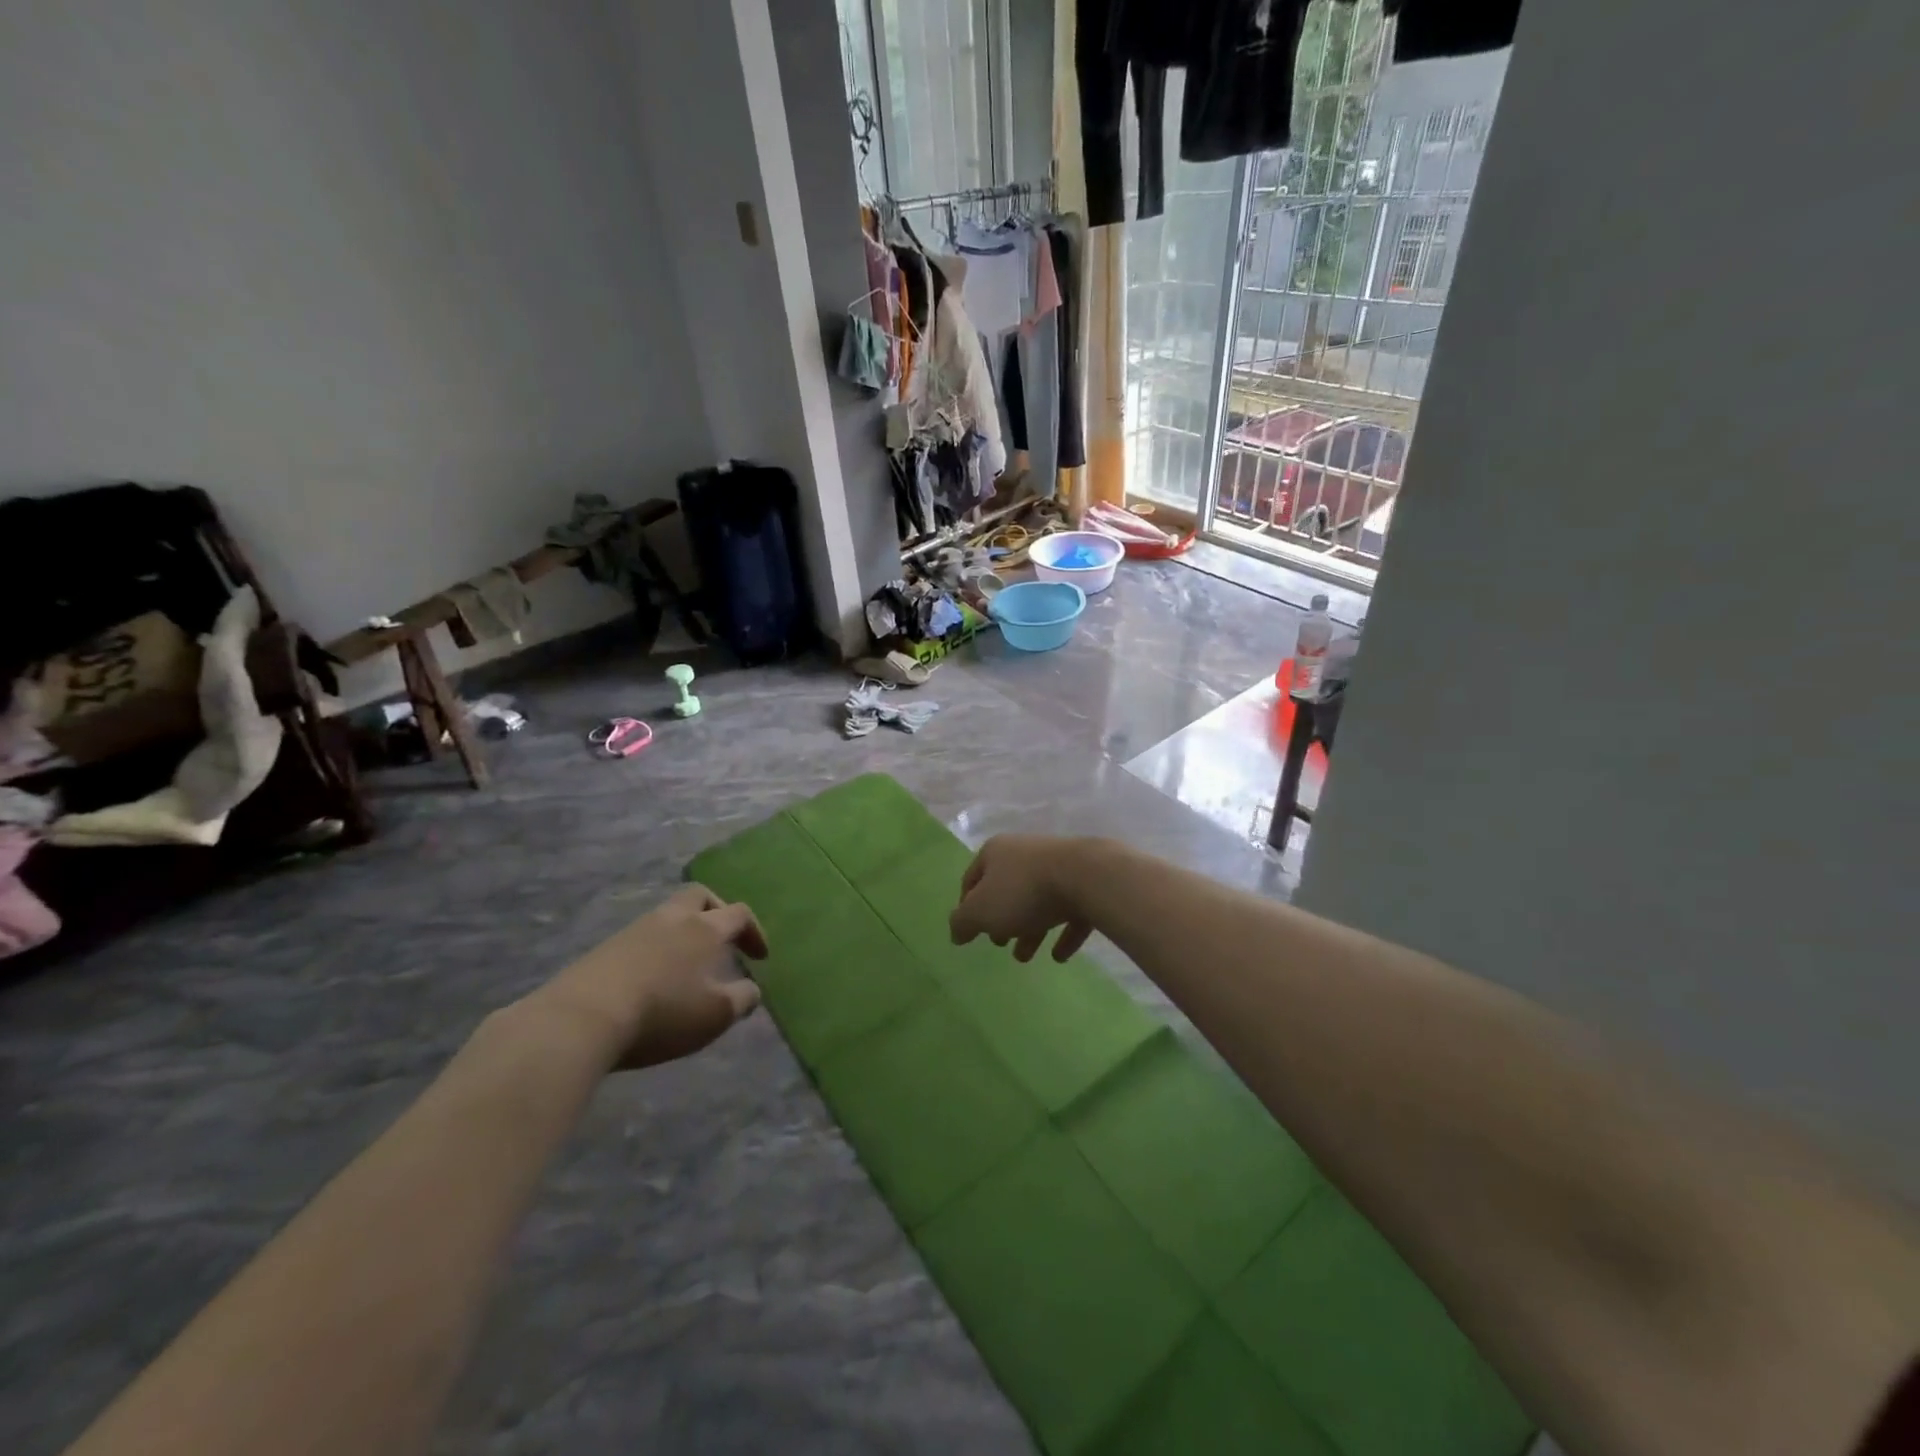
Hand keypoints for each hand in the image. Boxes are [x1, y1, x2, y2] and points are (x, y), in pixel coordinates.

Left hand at [537, 884, 766, 1069]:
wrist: (581, 1019)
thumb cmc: (662, 1013)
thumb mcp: (715, 1015)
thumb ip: (742, 999)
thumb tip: (752, 989)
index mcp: (705, 928)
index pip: (739, 913)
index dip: (754, 931)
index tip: (760, 957)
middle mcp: (672, 919)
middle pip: (700, 896)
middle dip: (717, 911)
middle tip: (723, 939)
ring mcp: (635, 930)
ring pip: (668, 915)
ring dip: (684, 932)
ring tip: (687, 965)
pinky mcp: (605, 948)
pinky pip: (642, 937)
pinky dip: (657, 950)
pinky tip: (653, 979)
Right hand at [950, 834, 1095, 962]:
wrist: (1086, 877)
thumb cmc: (1023, 892)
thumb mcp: (980, 911)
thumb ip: (962, 922)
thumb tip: (956, 932)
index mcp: (996, 853)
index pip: (972, 879)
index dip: (966, 906)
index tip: (969, 932)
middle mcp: (1025, 854)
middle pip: (1006, 889)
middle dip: (1001, 918)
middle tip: (1000, 942)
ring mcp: (1058, 867)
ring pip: (1038, 901)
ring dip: (1030, 929)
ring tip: (1026, 956)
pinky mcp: (1085, 883)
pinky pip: (1069, 911)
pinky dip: (1062, 933)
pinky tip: (1059, 956)